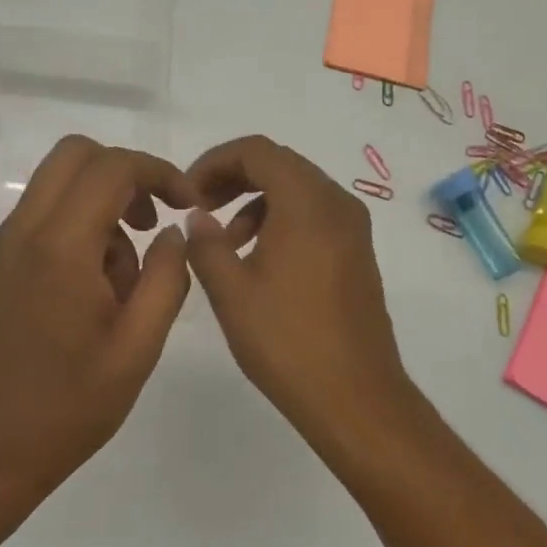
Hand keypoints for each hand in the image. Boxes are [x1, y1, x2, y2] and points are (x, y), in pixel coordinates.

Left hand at [0, 136, 195, 503]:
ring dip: (101, 204)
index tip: (187, 205)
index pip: (112, 167)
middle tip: (153, 219)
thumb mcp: (138, 346)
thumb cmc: (70, 405)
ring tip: (125, 277)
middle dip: (125, 173)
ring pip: (58, 184)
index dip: (159, 172)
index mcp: (61, 247)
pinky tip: (95, 290)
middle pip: (76, 154)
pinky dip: (78, 226)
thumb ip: (166, 278)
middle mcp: (24, 232)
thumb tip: (174, 232)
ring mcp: (3, 247)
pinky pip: (42, 217)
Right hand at [184, 135, 427, 454]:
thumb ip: (206, 245)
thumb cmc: (287, 342)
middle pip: (280, 164)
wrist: (355, 396)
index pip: (257, 151)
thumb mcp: (231, 292)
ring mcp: (353, 228)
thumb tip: (198, 218)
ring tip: (225, 242)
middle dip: (234, 178)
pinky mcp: (358, 252)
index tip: (188, 194)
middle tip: (200, 208)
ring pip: (298, 190)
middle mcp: (337, 203)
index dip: (215, 161)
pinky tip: (258, 259)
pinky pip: (315, 215)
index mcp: (307, 203)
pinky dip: (281, 220)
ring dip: (256, 201)